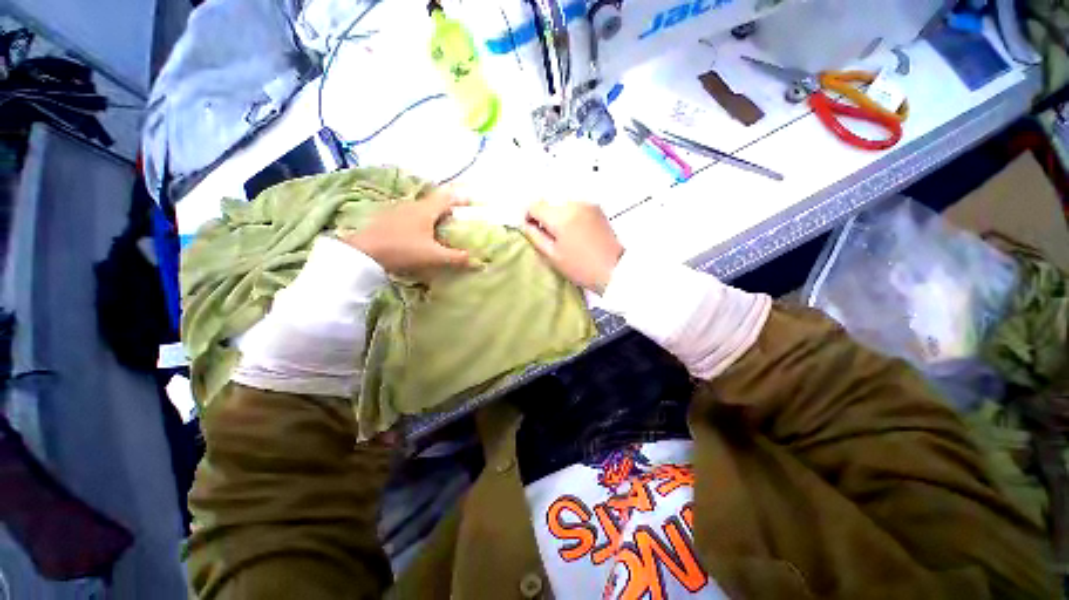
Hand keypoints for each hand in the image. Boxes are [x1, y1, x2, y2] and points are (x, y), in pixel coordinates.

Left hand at [342, 189, 469, 276]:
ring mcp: (398, 210)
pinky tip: (419, 234)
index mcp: (426, 210)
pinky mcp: (388, 218)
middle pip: (435, 202)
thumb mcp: (433, 256)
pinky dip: (421, 221)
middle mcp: (413, 205)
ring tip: (440, 229)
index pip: (448, 197)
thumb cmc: (402, 250)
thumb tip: (473, 259)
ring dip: (433, 215)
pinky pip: (411, 215)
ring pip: (422, 208)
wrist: (363, 252)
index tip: (472, 203)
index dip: (461, 198)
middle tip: (457, 220)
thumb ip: (455, 257)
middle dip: (448, 209)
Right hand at [523, 201, 623, 293]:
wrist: (614, 269)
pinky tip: (576, 233)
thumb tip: (526, 224)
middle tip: (549, 238)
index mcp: (560, 215)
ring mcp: (587, 204)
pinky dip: (571, 216)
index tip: (533, 231)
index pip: (534, 205)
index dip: (529, 217)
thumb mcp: (552, 255)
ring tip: (564, 237)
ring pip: (562, 205)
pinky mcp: (597, 209)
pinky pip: (576, 208)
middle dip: (545, 218)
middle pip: (549, 203)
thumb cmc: (580, 266)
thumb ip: (535, 236)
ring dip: (558, 217)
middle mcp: (573, 203)